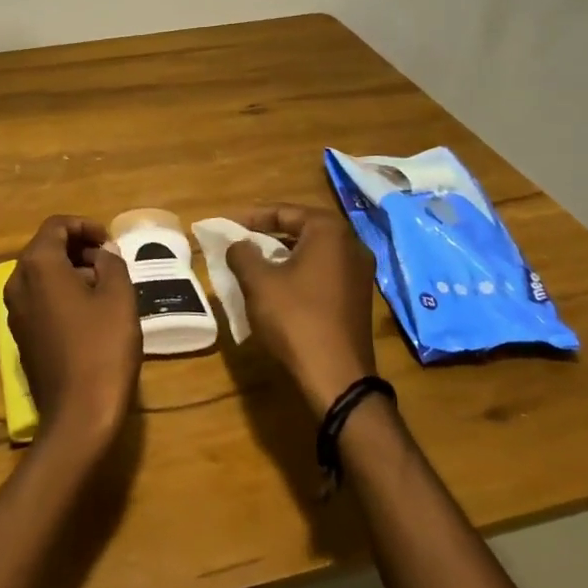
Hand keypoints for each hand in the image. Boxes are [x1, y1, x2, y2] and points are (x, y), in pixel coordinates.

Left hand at [3, 215, 142, 461]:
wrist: (78, 413)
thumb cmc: (102, 347)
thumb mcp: (119, 296)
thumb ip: (111, 262)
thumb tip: (102, 253)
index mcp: (38, 265)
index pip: (56, 225)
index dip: (85, 226)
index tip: (109, 241)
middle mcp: (17, 282)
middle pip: (45, 248)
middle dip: (78, 248)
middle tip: (110, 261)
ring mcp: (14, 311)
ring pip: (41, 274)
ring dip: (70, 271)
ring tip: (104, 286)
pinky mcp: (20, 335)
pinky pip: (39, 298)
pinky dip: (60, 293)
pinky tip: (88, 312)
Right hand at [225, 204, 378, 417]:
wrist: (336, 376)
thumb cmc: (295, 319)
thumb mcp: (258, 282)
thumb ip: (242, 254)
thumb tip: (238, 245)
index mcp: (329, 231)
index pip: (285, 211)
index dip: (252, 217)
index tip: (228, 226)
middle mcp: (351, 245)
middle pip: (302, 229)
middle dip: (269, 235)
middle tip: (240, 242)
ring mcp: (360, 273)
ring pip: (313, 252)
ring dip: (283, 255)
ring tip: (254, 264)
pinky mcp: (358, 297)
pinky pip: (324, 272)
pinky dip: (299, 273)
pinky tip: (278, 287)